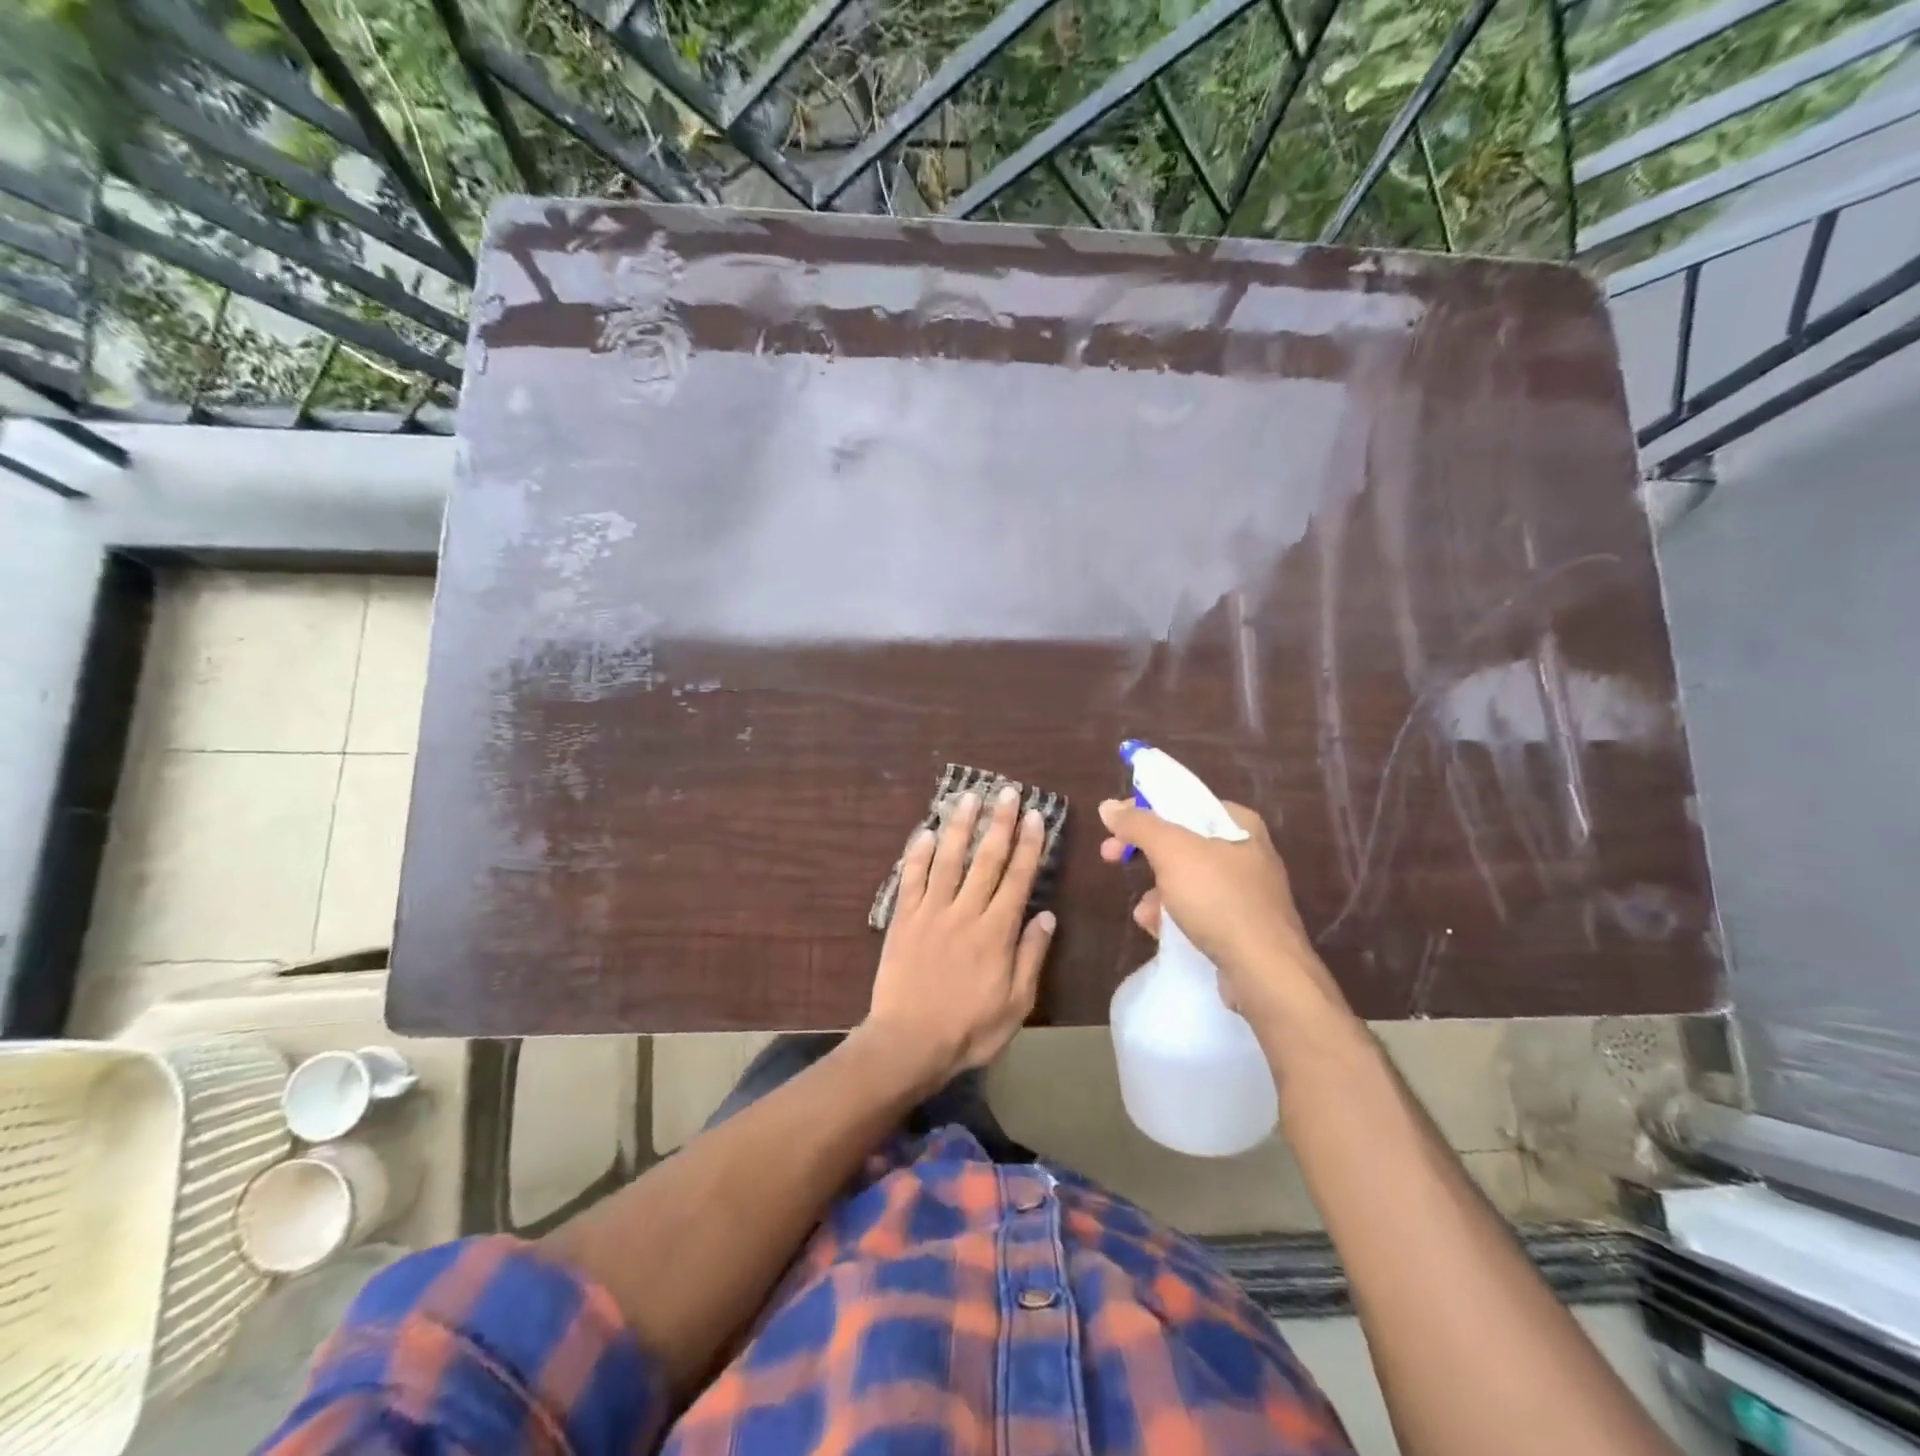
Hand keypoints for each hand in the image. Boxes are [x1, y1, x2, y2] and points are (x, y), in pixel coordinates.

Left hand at [864, 786, 1056, 1083]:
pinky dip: (917, 854)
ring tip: (969, 797)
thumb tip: (1047, 916)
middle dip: (999, 823)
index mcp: (996, 932)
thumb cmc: (969, 1030)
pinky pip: (911, 879)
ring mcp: (931, 912)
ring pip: (948, 860)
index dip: (1027, 845)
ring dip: (960, 826)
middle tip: (1007, 791)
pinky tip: (925, 832)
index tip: (1034, 816)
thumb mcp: (1016, 1004)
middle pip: (985, 859)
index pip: (1017, 878)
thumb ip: (1031, 956)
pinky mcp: (903, 919)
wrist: (909, 1043)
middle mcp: (965, 912)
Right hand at [1098, 798, 1341, 1020]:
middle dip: (1145, 854)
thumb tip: (1109, 806)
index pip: (1182, 802)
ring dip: (1157, 891)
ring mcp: (1247, 891)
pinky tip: (1160, 930)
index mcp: (1238, 823)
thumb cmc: (1219, 900)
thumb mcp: (1172, 852)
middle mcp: (1246, 851)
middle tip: (1110, 857)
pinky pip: (1198, 909)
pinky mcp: (1242, 925)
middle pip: (1181, 840)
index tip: (1112, 825)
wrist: (1265, 973)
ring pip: (1186, 878)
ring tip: (1145, 912)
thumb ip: (1139, 824)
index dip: (1143, 809)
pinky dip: (1175, 915)